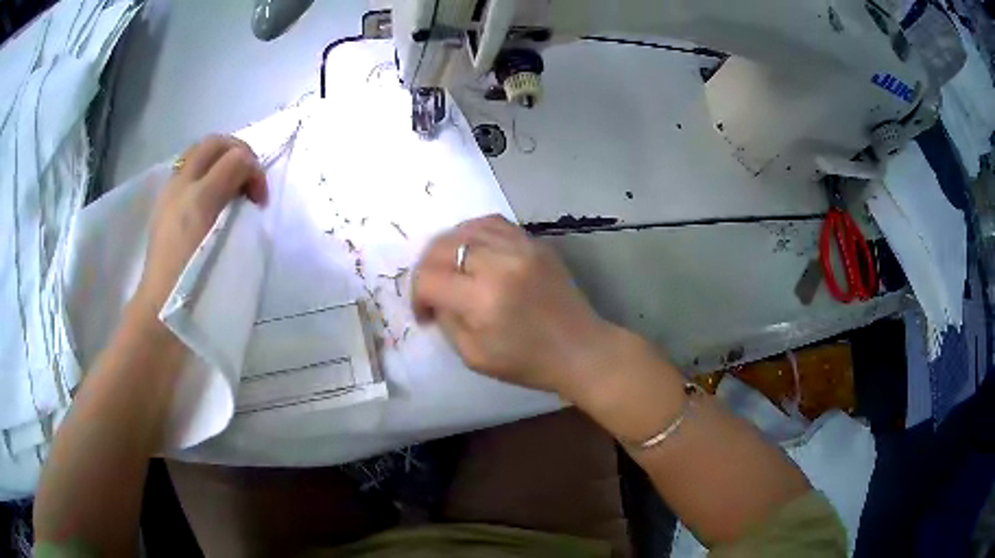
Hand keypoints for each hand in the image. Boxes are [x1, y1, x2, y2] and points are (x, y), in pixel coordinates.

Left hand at [134, 135, 267, 316]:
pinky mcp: (166, 210)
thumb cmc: (193, 277)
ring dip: (221, 163)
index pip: (233, 155)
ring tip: (232, 192)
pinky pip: (189, 175)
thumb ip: (232, 187)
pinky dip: (206, 176)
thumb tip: (248, 173)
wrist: (161, 311)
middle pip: (213, 145)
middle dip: (238, 155)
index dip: (254, 169)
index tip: (259, 201)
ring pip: (199, 157)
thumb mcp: (219, 232)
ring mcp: (170, 196)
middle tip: (249, 185)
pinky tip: (212, 204)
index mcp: (195, 190)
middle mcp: (180, 185)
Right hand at [412, 215, 618, 395]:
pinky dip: (473, 233)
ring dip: (448, 248)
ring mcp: (521, 247)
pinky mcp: (535, 242)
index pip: (429, 278)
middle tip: (432, 289)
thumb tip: (434, 297)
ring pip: (466, 228)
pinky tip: (472, 250)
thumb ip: (447, 321)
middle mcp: (500, 263)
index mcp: (483, 298)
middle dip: (427, 267)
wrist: (580, 349)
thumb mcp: (474, 356)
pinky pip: (493, 223)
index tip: (424, 311)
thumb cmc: (527, 362)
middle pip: (443, 246)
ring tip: (449, 268)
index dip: (416, 294)